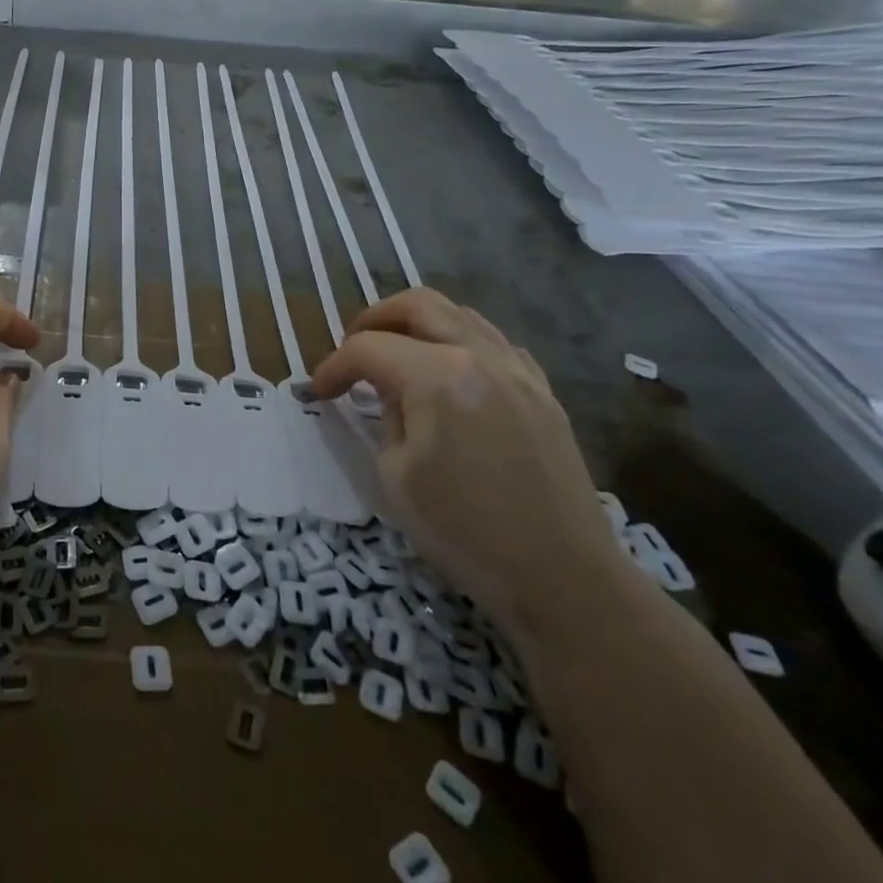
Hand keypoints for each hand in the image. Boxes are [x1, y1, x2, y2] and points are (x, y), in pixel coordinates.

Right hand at [309, 289, 628, 645]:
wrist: (563, 578)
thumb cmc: (465, 532)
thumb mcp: (396, 475)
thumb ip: (387, 416)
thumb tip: (390, 393)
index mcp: (438, 377)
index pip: (369, 348)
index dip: (335, 366)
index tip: (319, 390)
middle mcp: (480, 357)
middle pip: (418, 305)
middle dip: (374, 318)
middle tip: (354, 350)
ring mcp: (519, 371)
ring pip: (460, 315)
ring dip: (419, 324)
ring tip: (398, 356)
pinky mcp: (543, 392)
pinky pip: (494, 342)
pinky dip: (460, 342)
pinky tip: (450, 374)